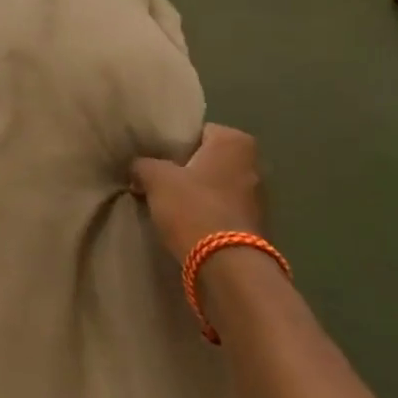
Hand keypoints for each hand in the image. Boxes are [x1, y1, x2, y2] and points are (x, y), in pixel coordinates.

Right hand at [132, 124, 264, 264]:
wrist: (227, 266)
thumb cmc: (193, 208)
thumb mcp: (155, 178)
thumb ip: (144, 164)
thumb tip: (138, 167)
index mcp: (234, 142)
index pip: (198, 131)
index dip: (174, 142)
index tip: (155, 156)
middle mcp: (253, 164)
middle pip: (209, 158)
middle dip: (186, 167)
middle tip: (157, 176)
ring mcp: (259, 197)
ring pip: (215, 184)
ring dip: (196, 191)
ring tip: (167, 201)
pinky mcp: (255, 225)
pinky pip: (222, 208)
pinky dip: (206, 212)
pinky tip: (185, 222)